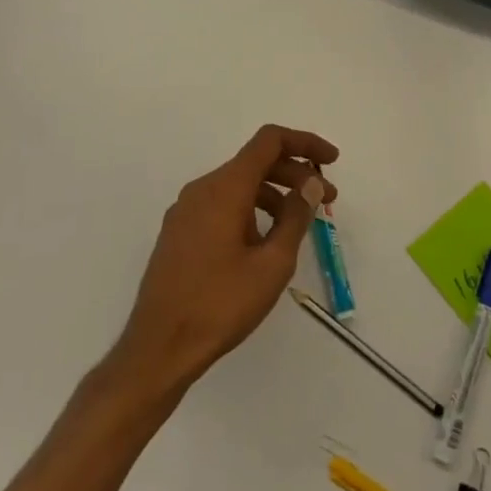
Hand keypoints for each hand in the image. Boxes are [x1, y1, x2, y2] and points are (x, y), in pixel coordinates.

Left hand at [112, 124, 339, 395]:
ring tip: (298, 226)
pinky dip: (251, 210)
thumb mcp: (272, 264)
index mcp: (224, 188)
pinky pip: (221, 205)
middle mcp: (201, 189)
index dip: (305, 143)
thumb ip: (295, 217)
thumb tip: (311, 184)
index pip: (269, 141)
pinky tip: (264, 243)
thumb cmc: (220, 305)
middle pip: (255, 163)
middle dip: (295, 174)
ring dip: (274, 195)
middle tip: (327, 200)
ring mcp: (185, 211)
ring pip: (238, 185)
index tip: (332, 162)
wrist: (158, 348)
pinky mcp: (179, 233)